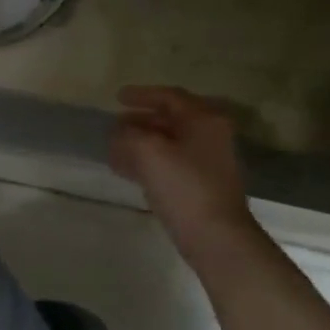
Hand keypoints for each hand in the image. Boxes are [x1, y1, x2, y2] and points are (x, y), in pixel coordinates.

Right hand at [110, 86, 253, 245]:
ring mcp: (208, 160)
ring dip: (141, 143)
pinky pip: (170, 162)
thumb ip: (128, 135)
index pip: (170, 97)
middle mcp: (210, 134)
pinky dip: (148, 161)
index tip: (117, 98)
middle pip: (170, 119)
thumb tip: (119, 132)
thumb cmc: (183, 186)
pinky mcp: (201, 183)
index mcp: (203, 120)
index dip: (141, 95)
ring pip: (169, 142)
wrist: (215, 235)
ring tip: (114, 149)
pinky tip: (128, 170)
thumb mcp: (147, 152)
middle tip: (114, 125)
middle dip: (139, 121)